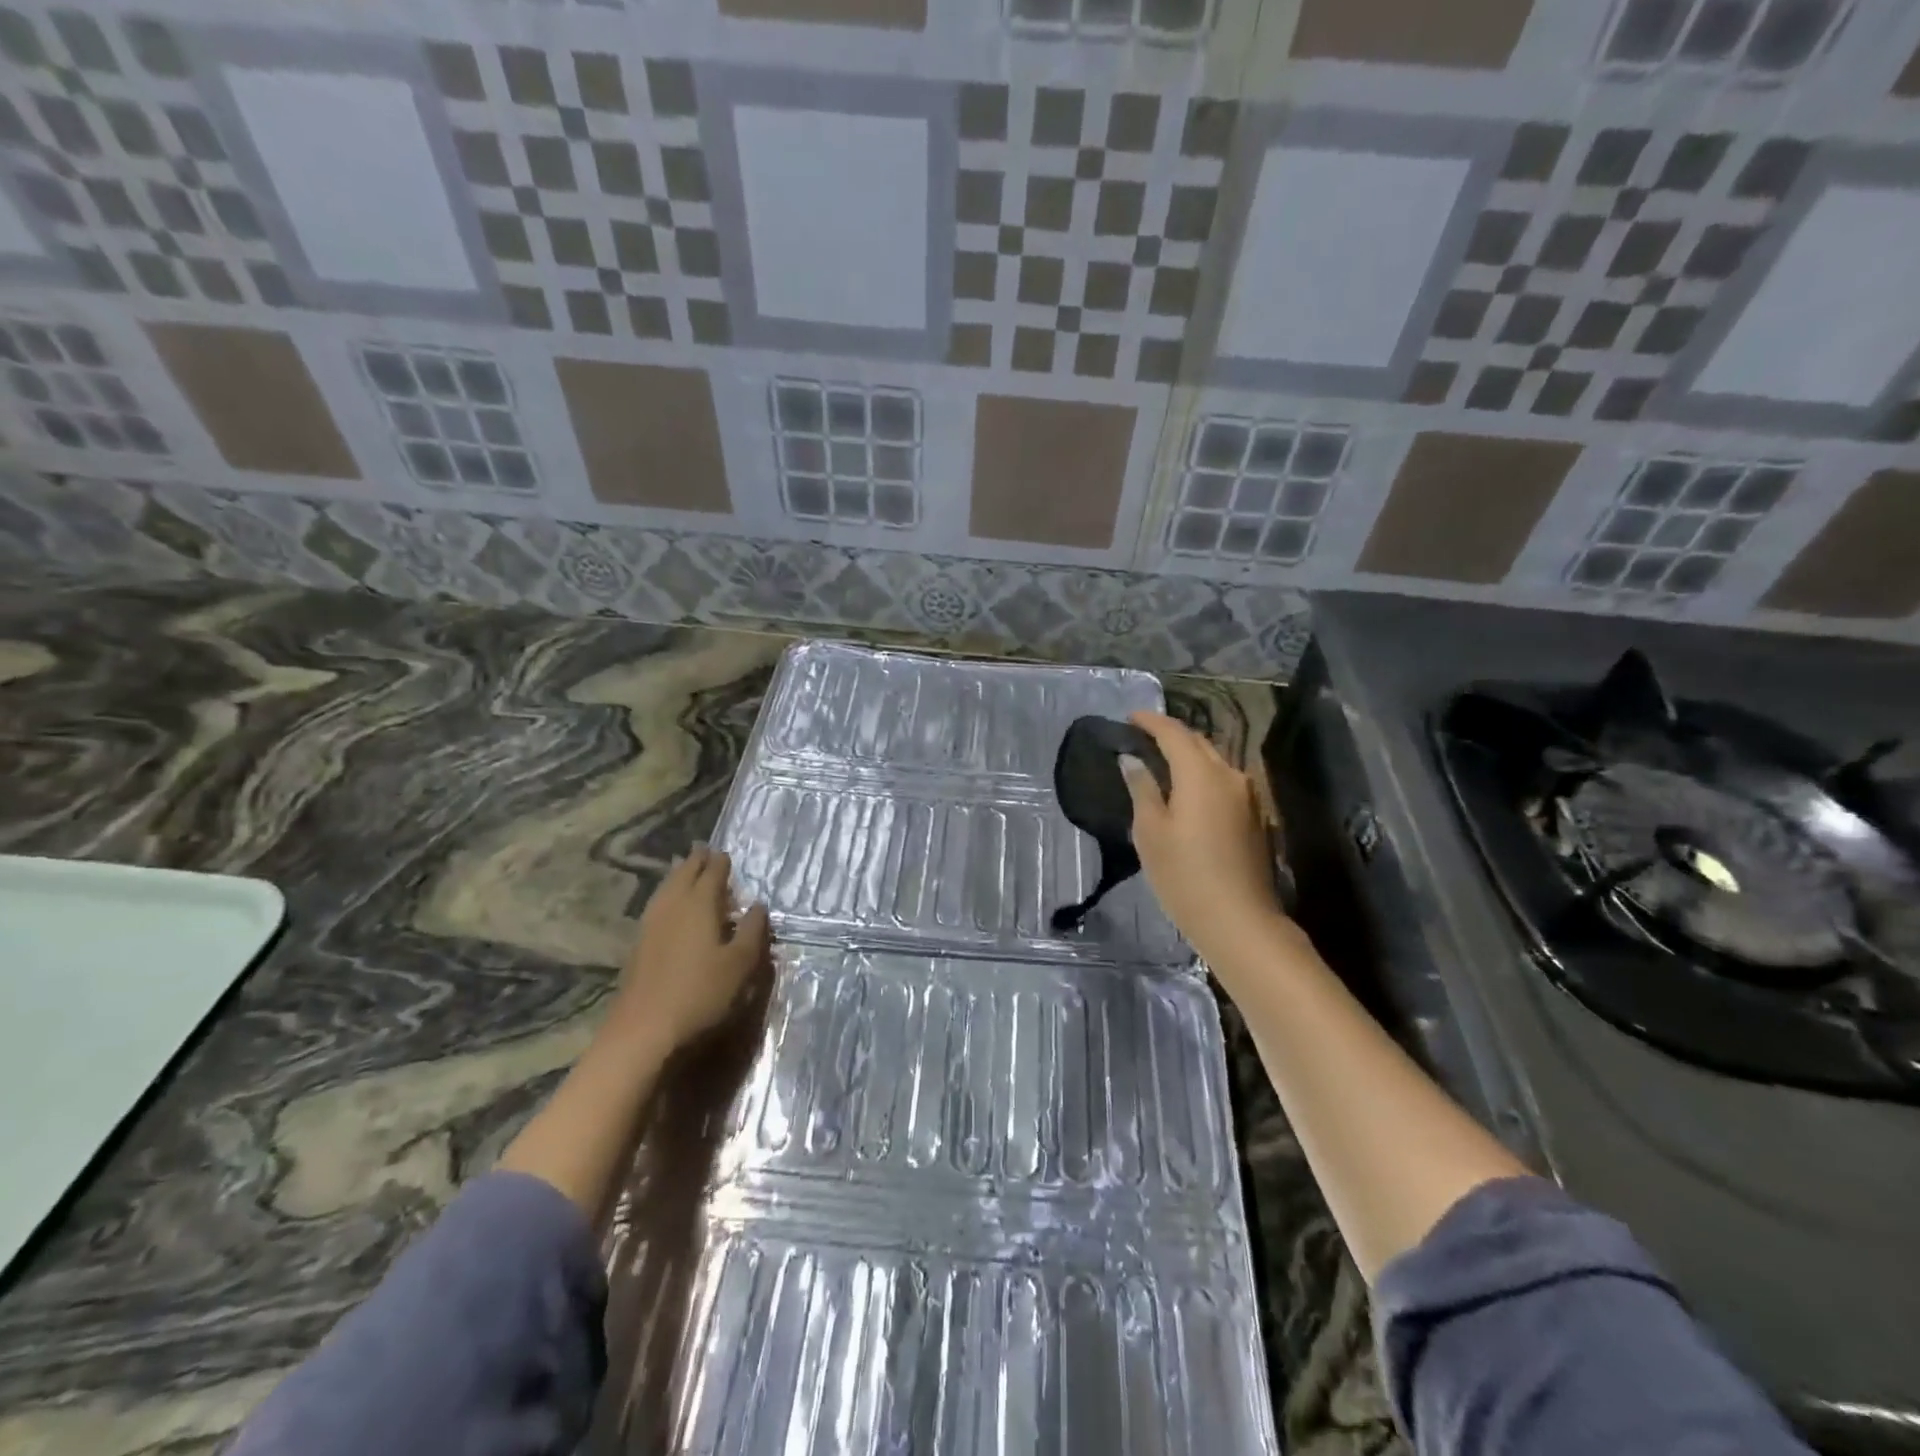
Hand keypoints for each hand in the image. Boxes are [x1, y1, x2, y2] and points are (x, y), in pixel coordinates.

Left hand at [607, 845, 770, 1050]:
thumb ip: (751, 931)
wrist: (643, 1030)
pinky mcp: (639, 944)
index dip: (720, 862)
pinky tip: (671, 908)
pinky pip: (657, 905)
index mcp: (699, 904)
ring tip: (686, 870)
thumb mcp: (739, 964)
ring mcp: (651, 924)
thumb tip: (758, 905)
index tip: (725, 853)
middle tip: (705, 851)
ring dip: (678, 876)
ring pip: (666, 889)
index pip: (712, 873)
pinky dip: (668, 896)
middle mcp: (672, 905)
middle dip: (696, 862)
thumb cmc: (700, 993)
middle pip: (684, 874)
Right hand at [1121, 711, 1285, 962]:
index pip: (1174, 733)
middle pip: (1199, 743)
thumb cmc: (1184, 876)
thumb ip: (1142, 789)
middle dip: (1171, 735)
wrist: (1240, 922)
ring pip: (1215, 762)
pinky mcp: (1255, 817)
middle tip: (1143, 738)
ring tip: (1162, 763)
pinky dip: (1202, 776)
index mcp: (1201, 774)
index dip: (1150, 721)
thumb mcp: (1150, 832)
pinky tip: (1187, 791)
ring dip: (1189, 756)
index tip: (1129, 717)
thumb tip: (1132, 760)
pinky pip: (1224, 782)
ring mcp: (1248, 797)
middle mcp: (1230, 775)